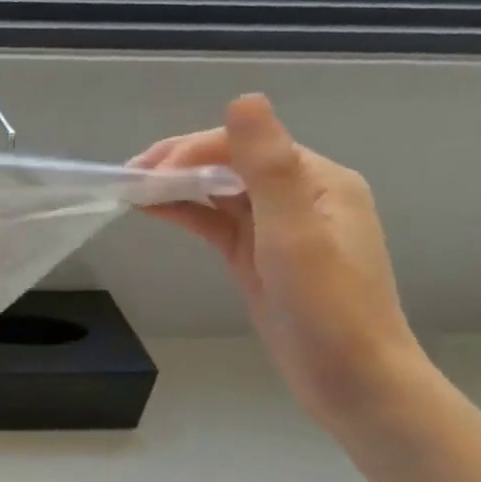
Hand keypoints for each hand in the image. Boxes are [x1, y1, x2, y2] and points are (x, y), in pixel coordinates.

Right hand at [132, 94, 428, 428]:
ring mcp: (278, 227)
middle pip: (229, 163)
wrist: (352, 382)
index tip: (145, 173)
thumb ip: (268, 167)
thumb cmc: (326, 309)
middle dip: (178, 164)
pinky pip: (216, 221)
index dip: (192, 150)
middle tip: (128, 177)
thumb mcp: (293, 234)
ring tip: (131, 189)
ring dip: (177, 186)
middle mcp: (300, 195)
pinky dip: (186, 212)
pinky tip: (154, 209)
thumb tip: (243, 99)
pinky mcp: (258, 255)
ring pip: (219, 192)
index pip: (244, 146)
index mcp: (318, 181)